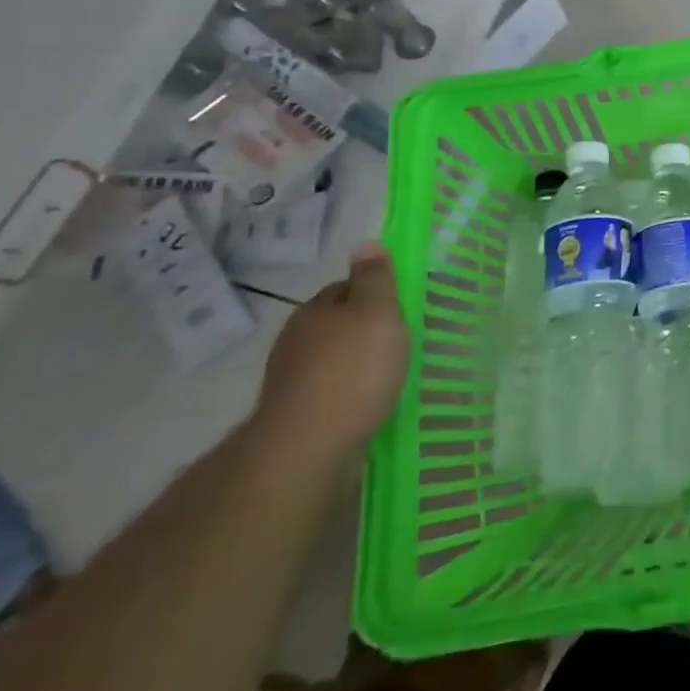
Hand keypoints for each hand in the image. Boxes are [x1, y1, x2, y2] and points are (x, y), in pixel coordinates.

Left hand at [252, 245, 410, 461]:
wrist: (308, 447)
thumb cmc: (352, 369)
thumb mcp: (377, 312)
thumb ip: (375, 278)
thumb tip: (366, 243)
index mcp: (314, 310)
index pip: (345, 288)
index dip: (372, 293)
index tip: (398, 308)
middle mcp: (295, 341)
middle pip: (335, 325)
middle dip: (362, 331)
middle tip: (397, 341)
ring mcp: (291, 382)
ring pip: (331, 361)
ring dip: (354, 365)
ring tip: (387, 376)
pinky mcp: (295, 417)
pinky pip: (329, 394)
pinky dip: (347, 394)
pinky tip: (368, 403)